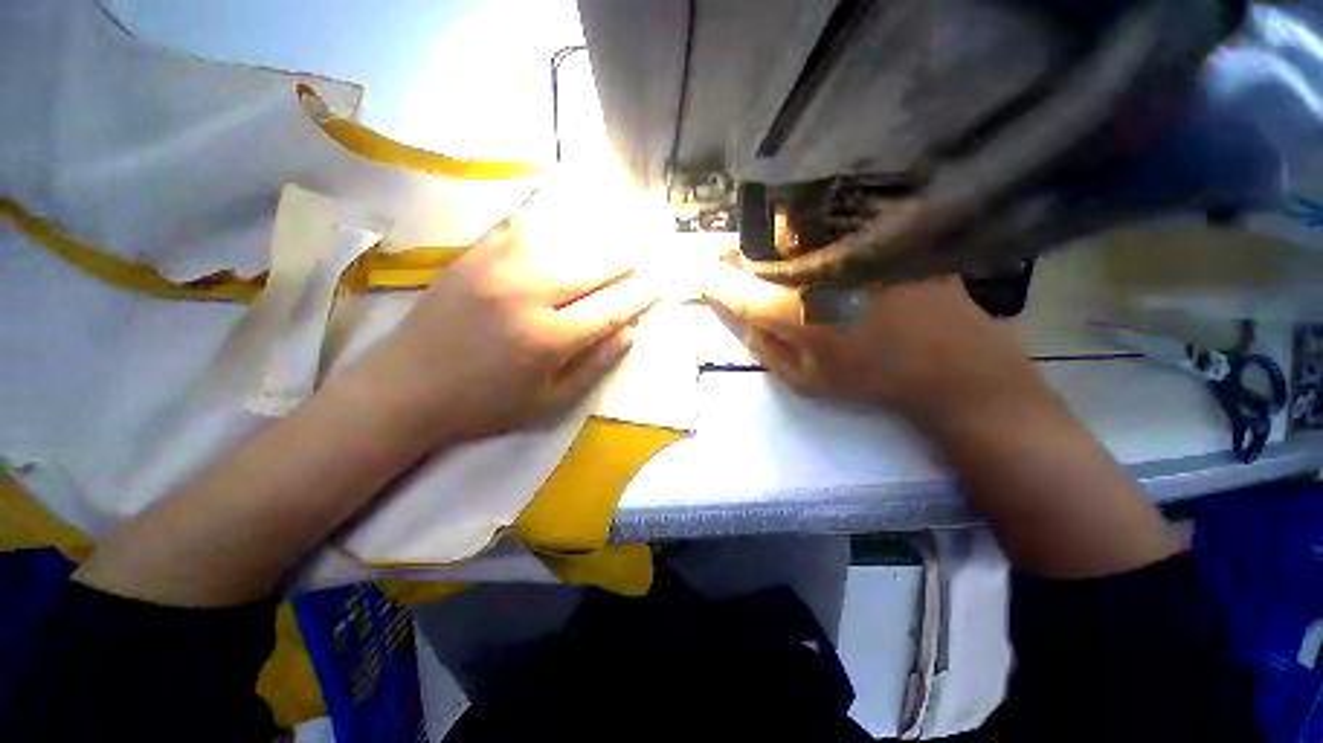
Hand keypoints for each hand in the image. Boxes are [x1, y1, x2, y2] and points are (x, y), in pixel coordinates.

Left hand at [357, 213, 660, 444]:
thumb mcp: (550, 402)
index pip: (611, 308)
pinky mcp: (473, 255)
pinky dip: (553, 224)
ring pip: (563, 240)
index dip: (640, 294)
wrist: (405, 388)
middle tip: (646, 252)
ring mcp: (497, 268)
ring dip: (597, 238)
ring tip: (619, 233)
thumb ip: (595, 364)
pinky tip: (567, 223)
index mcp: (548, 339)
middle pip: (593, 267)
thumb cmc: (485, 405)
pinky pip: (523, 228)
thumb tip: (630, 330)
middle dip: (626, 259)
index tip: (660, 282)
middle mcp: (527, 295)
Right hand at [700, 261, 1044, 427]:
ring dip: (765, 239)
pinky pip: (826, 224)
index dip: (713, 281)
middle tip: (726, 258)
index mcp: (796, 311)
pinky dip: (802, 230)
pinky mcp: (879, 236)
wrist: (950, 362)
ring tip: (761, 250)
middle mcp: (818, 270)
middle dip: (735, 256)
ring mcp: (851, 247)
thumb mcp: (804, 379)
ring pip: (789, 231)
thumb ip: (764, 346)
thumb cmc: (870, 378)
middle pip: (759, 251)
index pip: (738, 290)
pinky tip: (804, 243)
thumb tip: (742, 314)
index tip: (699, 274)